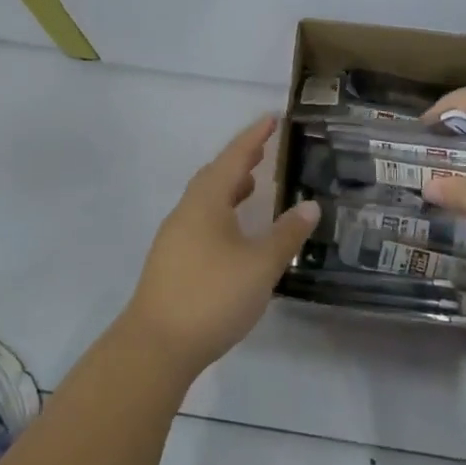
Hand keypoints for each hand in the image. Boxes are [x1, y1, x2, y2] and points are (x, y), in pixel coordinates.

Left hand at [122, 116, 318, 377]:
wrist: (156, 345)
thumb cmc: (212, 296)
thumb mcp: (260, 266)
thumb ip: (286, 235)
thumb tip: (309, 206)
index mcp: (206, 202)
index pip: (233, 158)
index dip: (253, 138)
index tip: (271, 119)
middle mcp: (187, 212)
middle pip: (214, 175)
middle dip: (239, 161)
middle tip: (263, 151)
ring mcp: (175, 237)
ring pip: (205, 200)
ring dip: (228, 188)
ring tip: (252, 186)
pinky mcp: (172, 261)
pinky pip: (200, 221)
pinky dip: (221, 213)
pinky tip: (234, 234)